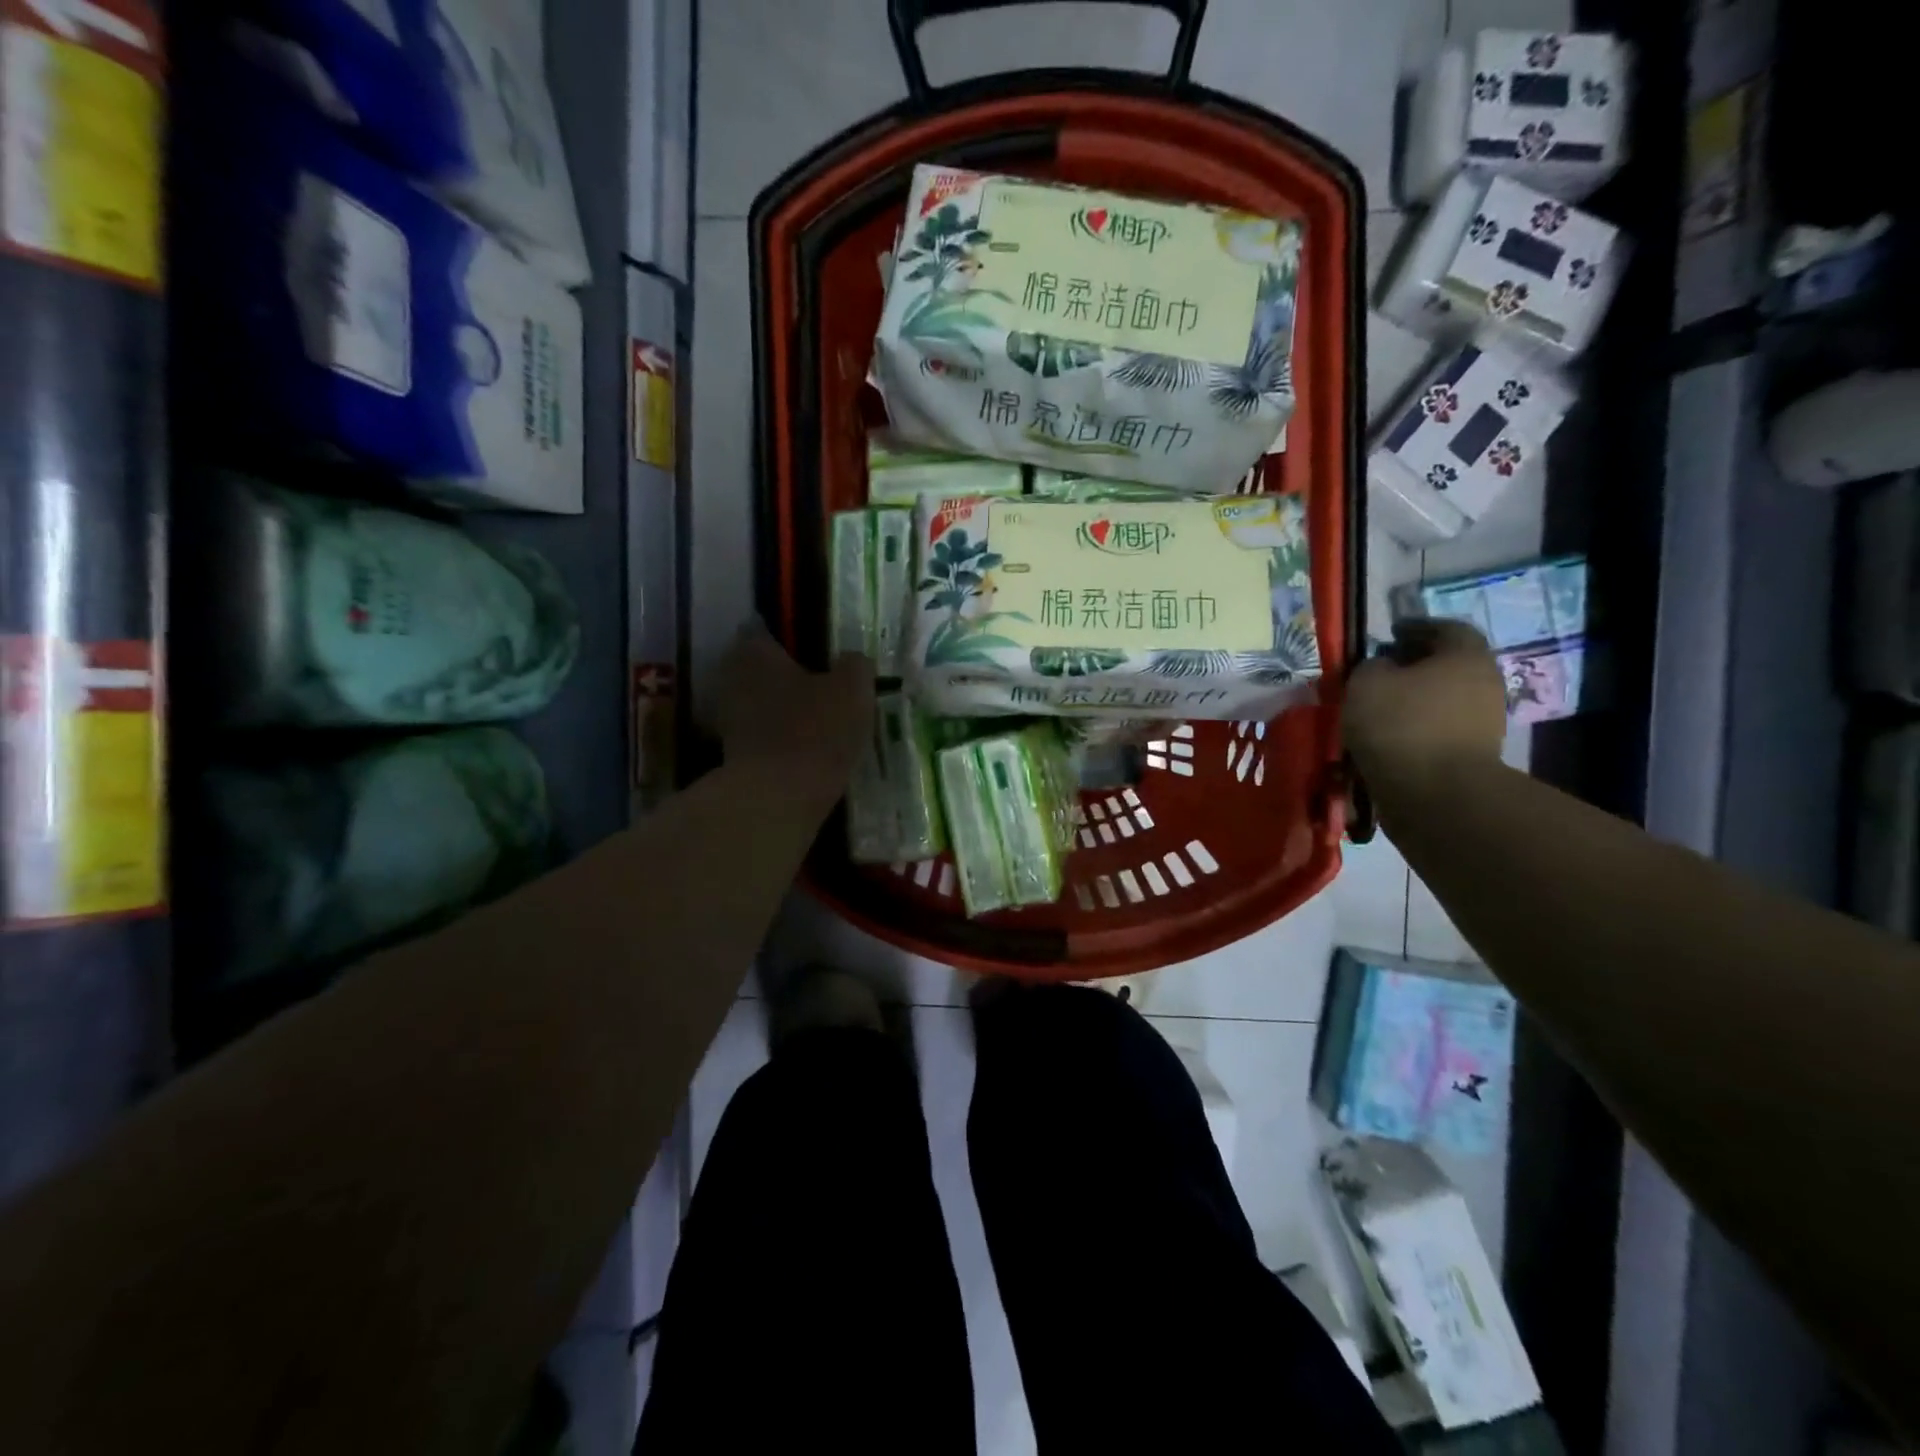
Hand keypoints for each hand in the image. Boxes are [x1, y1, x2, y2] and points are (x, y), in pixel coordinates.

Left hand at [714, 622, 873, 797]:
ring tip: (821, 718)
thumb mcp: (852, 688)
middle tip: (824, 683)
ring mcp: (727, 718)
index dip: (790, 634)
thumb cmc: (815, 730)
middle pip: (761, 667)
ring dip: (784, 707)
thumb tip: (852, 659)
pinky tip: (807, 746)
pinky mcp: (732, 753)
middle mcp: (731, 677)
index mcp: (754, 651)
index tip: (816, 648)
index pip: (764, 628)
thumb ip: (855, 664)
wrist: (777, 797)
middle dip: (787, 674)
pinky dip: (780, 736)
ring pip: (761, 701)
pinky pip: (761, 733)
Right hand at [1345, 619, 1506, 783]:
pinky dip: (1417, 727)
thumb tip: (1382, 668)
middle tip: (1381, 671)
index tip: (1389, 635)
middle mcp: (1485, 683)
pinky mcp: (1473, 754)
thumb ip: (1371, 666)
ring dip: (1415, 699)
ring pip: (1444, 698)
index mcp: (1466, 655)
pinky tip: (1389, 735)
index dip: (1416, 627)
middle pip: (1449, 664)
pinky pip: (1441, 729)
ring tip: (1379, 707)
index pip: (1447, 627)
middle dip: (1416, 665)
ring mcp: (1484, 721)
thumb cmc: (1401, 725)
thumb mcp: (1366, 682)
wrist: (1435, 793)